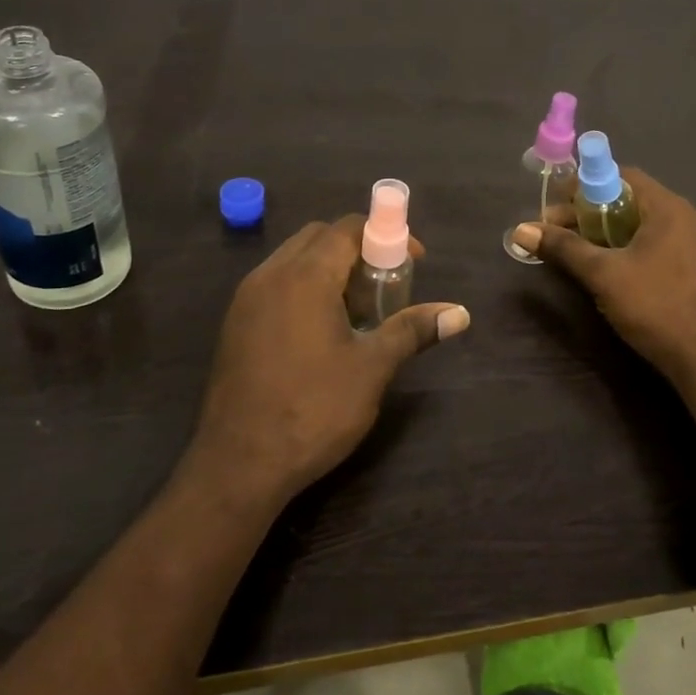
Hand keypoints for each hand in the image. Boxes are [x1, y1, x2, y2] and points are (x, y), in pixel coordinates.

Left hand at [192, 216, 469, 505]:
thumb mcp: (372, 368)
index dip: (386, 234)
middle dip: (357, 248)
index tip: (413, 260)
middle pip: (319, 237)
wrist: (238, 465)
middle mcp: (270, 275)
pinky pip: (275, 283)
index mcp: (304, 277)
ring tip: (357, 308)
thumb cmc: (313, 410)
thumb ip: (412, 330)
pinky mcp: (235, 323)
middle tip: (385, 284)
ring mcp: (246, 299)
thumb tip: (460, 313)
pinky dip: (304, 286)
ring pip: (294, 259)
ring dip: (329, 267)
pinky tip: (321, 329)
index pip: (347, 228)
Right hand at [512, 168, 695, 383]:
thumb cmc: (655, 307)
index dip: (586, 186)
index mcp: (671, 208)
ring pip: (650, 224)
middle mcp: (693, 216)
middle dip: (595, 214)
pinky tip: (620, 269)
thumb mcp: (603, 275)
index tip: (558, 207)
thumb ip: (564, 247)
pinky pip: (666, 243)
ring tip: (584, 252)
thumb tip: (521, 230)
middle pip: (635, 201)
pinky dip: (639, 247)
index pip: (623, 176)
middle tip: (561, 233)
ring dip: (615, 232)